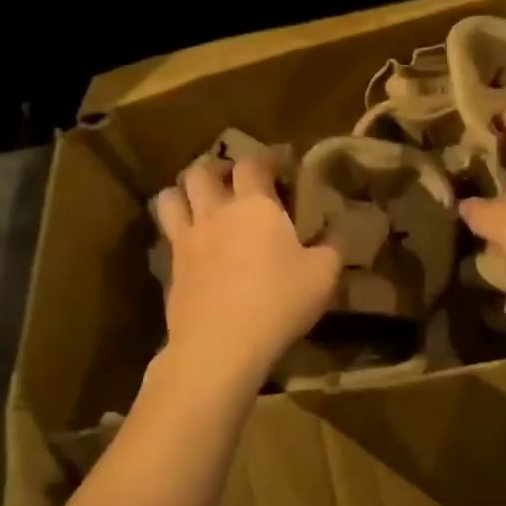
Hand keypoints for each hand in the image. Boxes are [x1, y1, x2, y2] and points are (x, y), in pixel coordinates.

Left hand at [153, 157, 339, 387]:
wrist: (220, 346)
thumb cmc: (278, 302)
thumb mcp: (324, 274)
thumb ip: (333, 245)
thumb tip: (339, 229)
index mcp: (255, 205)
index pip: (252, 163)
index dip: (265, 159)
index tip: (278, 167)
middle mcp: (216, 212)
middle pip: (201, 172)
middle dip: (217, 170)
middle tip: (234, 183)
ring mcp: (188, 239)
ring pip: (170, 197)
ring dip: (185, 193)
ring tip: (202, 204)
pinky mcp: (171, 267)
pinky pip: (166, 234)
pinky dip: (176, 228)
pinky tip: (194, 244)